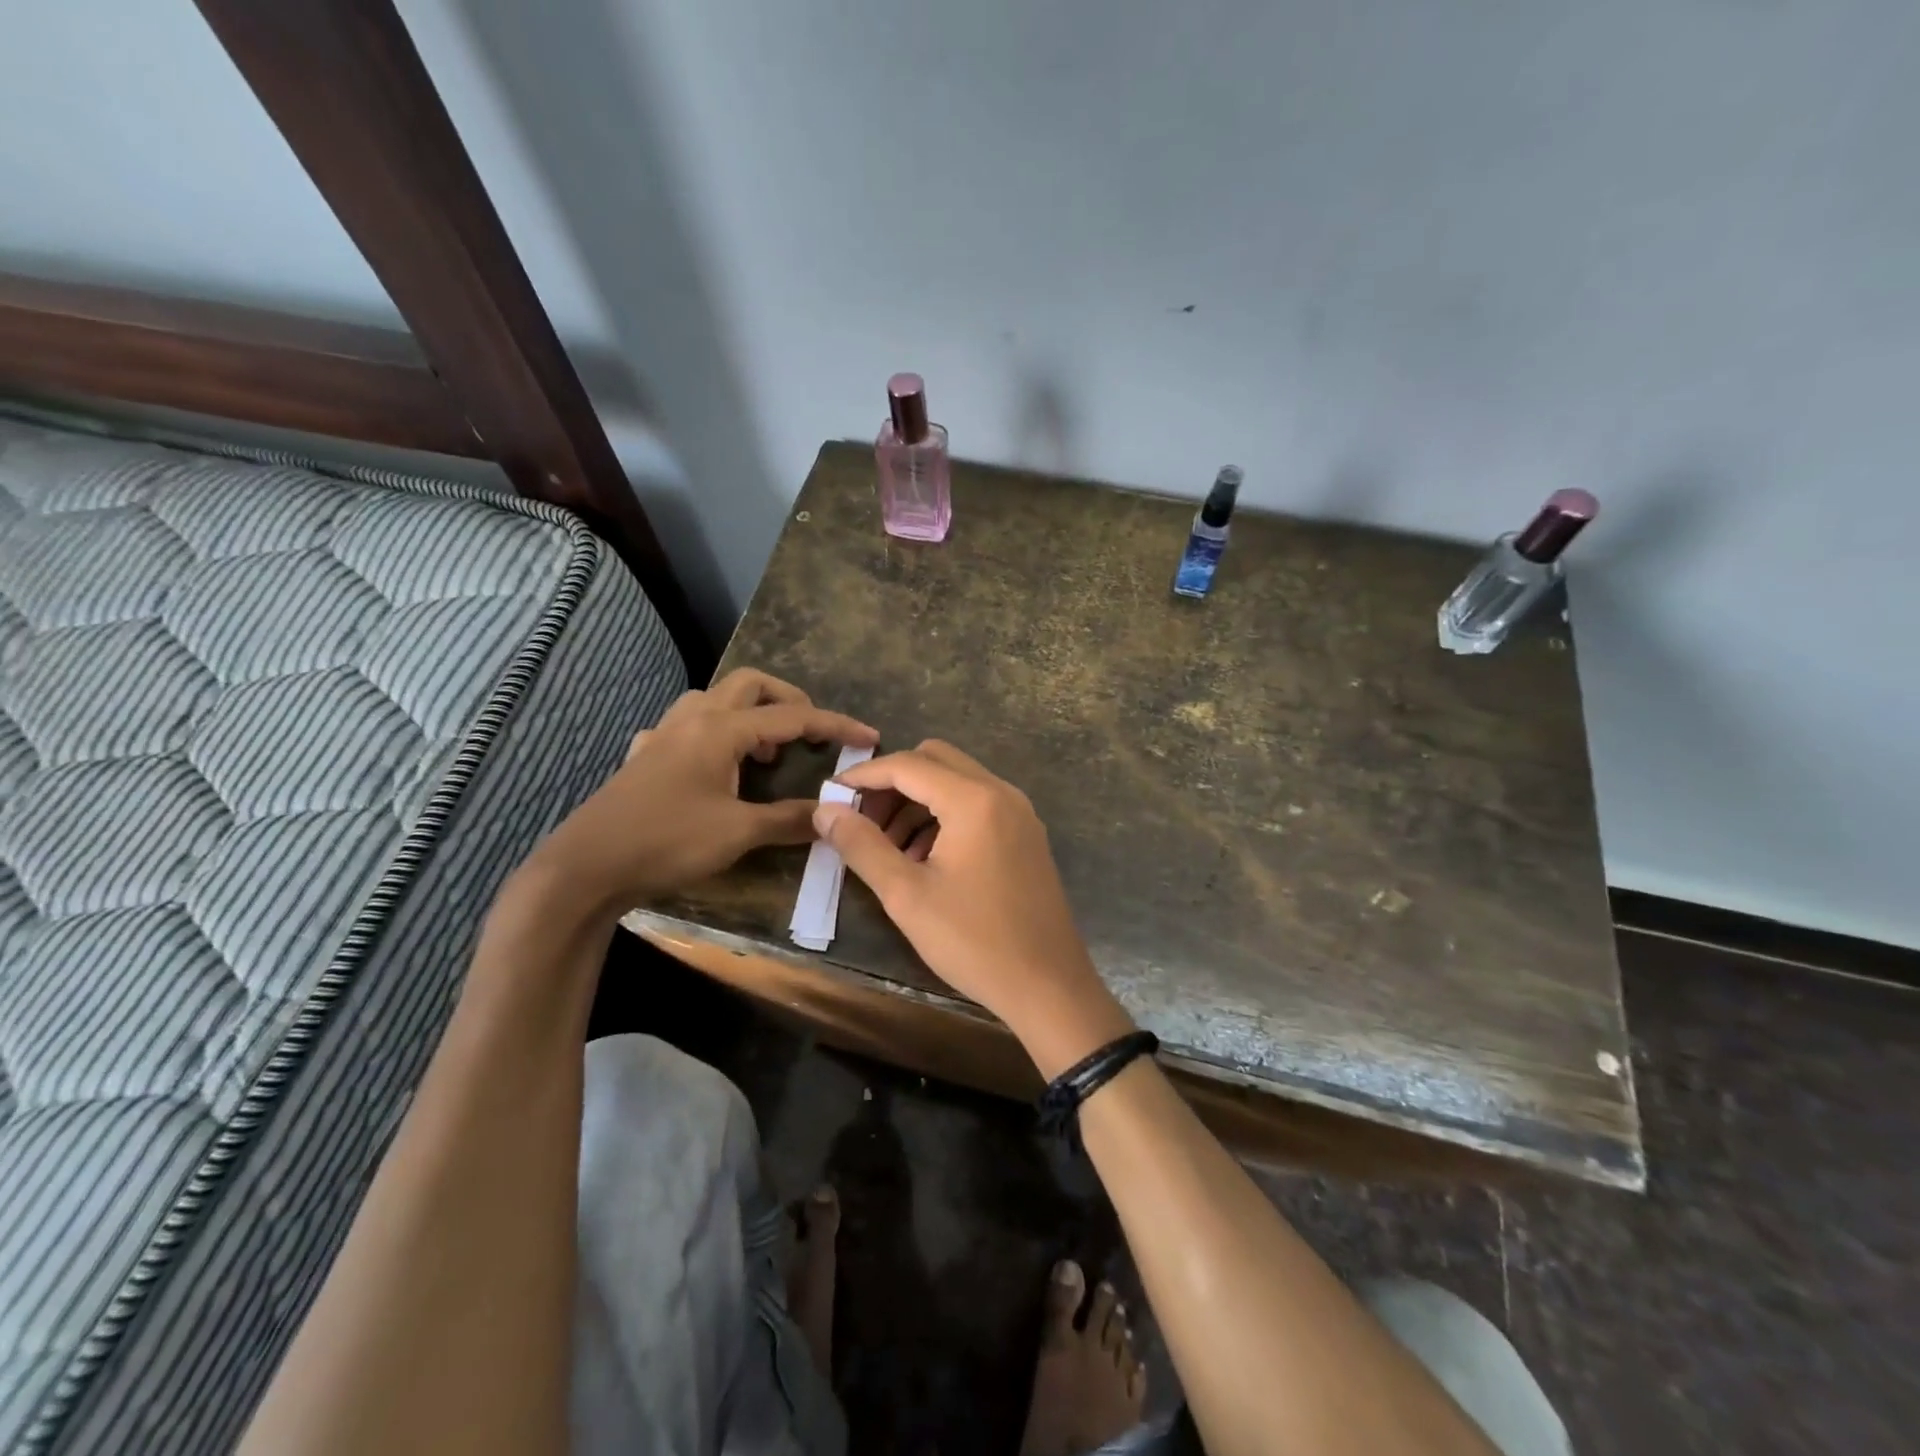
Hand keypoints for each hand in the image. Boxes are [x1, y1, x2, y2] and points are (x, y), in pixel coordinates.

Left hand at [525, 669, 876, 911]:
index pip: (791, 717)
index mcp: (720, 729)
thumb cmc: (667, 842)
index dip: (834, 724)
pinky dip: (713, 734)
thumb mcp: (737, 834)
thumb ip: (788, 820)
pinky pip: (686, 726)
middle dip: (788, 700)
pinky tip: (713, 767)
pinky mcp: (644, 756)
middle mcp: (693, 719)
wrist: (585, 867)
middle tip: (810, 732)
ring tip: (765, 752)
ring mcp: (663, 734)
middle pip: (750, 684)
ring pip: (714, 699)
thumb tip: (830, 817)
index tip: (867, 735)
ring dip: (748, 713)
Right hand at [815, 741, 1134, 1076]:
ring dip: (918, 801)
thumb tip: (825, 811)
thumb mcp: (906, 896)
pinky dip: (945, 816)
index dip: (863, 776)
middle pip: (935, 760)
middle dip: (893, 783)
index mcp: (974, 800)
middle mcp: (1002, 793)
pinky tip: (925, 858)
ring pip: (957, 782)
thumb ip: (862, 846)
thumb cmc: (974, 942)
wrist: (1049, 987)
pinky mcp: (1026, 835)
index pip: (908, 765)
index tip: (830, 797)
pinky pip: (978, 805)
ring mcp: (1020, 813)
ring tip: (889, 848)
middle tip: (862, 821)